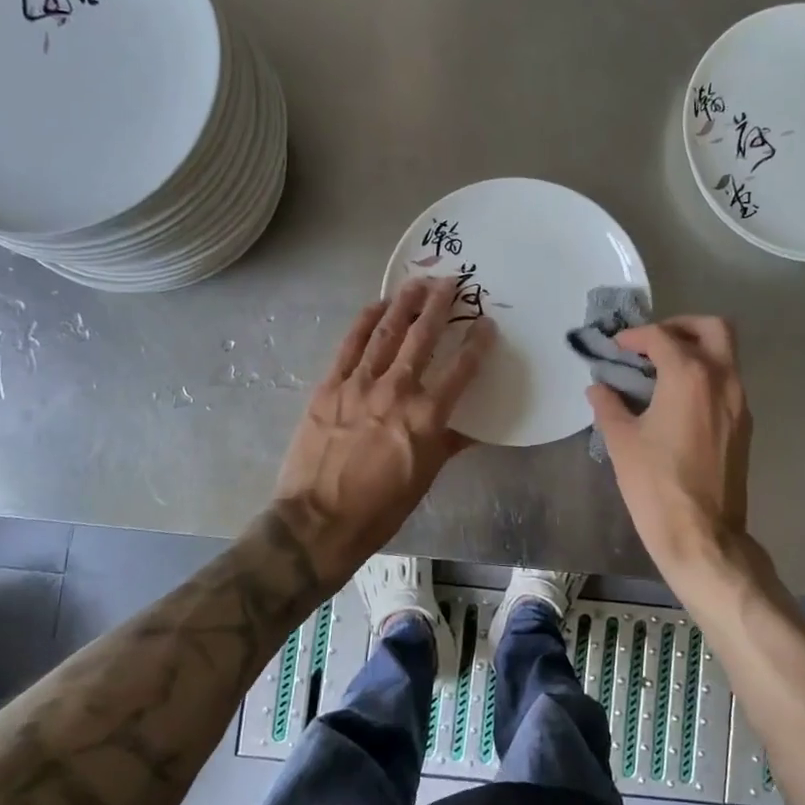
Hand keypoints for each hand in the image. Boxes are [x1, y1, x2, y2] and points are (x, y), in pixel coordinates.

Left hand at [273, 277, 494, 582]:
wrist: (317, 522)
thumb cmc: (380, 509)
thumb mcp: (425, 477)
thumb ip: (449, 442)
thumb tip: (474, 427)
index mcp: (427, 417)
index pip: (462, 369)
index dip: (478, 342)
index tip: (488, 324)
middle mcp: (397, 391)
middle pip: (423, 336)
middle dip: (441, 305)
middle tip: (452, 281)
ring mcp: (359, 384)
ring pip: (387, 331)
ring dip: (405, 303)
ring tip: (419, 282)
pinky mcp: (330, 386)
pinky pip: (351, 344)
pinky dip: (366, 321)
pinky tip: (378, 306)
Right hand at [587, 317, 752, 574]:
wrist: (702, 534)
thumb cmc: (656, 484)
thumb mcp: (621, 441)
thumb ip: (609, 405)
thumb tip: (598, 388)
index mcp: (689, 376)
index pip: (663, 337)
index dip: (636, 336)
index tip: (617, 347)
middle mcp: (722, 379)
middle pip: (712, 328)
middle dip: (681, 326)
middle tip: (653, 343)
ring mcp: (739, 402)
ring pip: (726, 355)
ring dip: (696, 350)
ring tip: (661, 370)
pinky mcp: (744, 425)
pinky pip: (727, 382)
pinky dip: (705, 375)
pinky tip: (678, 399)